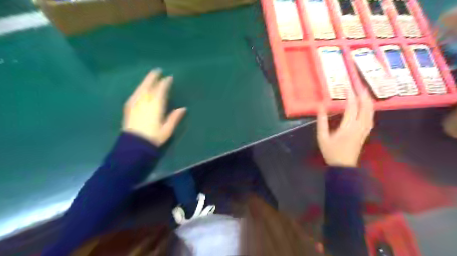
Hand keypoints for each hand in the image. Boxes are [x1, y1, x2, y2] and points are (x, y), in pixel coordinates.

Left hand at [122, 69, 185, 146]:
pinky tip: (140, 89)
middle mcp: (145, 102)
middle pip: (149, 86)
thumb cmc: (153, 137)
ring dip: (146, 82)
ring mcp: (135, 104)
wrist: (134, 145)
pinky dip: (139, 89)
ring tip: (150, 77)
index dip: (165, 83)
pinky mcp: (129, 108)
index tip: (169, 78)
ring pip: (141, 89)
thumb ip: (175, 117)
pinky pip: (135, 94)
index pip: (161, 90)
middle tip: (158, 71)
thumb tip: (184, 108)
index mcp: (156, 106)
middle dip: (153, 78)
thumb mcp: (167, 129)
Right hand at [319, 90, 374, 167]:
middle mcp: (359, 126)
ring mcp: (364, 130)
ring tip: (364, 93)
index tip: (347, 86)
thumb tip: (320, 107)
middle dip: (363, 95)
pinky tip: (367, 107)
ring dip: (368, 101)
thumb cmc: (331, 152)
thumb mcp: (322, 137)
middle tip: (360, 85)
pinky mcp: (365, 133)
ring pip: (370, 112)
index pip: (351, 107)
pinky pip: (370, 118)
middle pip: (365, 108)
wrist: (343, 166)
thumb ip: (321, 121)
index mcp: (348, 127)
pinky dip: (370, 109)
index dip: (350, 96)